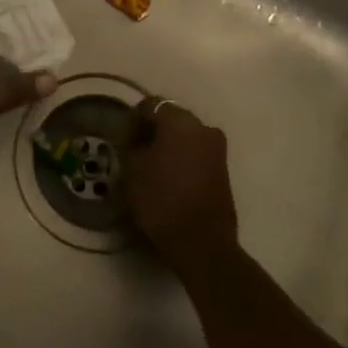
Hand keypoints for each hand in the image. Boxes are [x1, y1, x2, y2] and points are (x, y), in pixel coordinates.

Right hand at [125, 97, 238, 272]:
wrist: (202, 242)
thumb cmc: (161, 199)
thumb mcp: (132, 170)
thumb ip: (130, 145)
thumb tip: (133, 137)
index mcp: (179, 120)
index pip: (150, 105)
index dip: (134, 119)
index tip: (123, 138)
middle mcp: (202, 126)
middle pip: (171, 118)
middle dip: (154, 131)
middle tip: (136, 151)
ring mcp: (217, 148)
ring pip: (186, 136)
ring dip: (170, 145)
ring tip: (153, 167)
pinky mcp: (223, 169)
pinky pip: (197, 153)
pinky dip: (183, 159)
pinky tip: (170, 178)